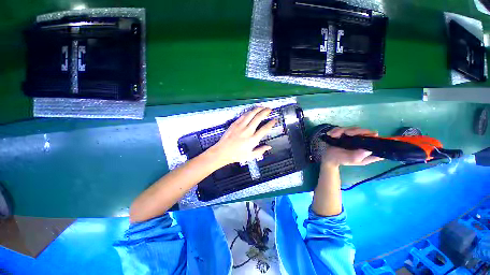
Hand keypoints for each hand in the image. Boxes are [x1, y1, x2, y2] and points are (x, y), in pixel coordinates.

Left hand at [209, 107, 276, 166]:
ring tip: (262, 107)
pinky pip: (243, 115)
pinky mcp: (234, 124)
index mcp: (253, 139)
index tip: (275, 119)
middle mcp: (248, 131)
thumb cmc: (237, 155)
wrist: (222, 152)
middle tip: (269, 109)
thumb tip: (269, 147)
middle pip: (258, 118)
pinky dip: (249, 112)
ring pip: (251, 114)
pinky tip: (252, 110)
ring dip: (257, 109)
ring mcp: (240, 126)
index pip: (265, 129)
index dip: (271, 123)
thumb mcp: (250, 156)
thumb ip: (260, 151)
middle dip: (265, 112)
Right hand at [322, 127, 383, 166]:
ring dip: (341, 130)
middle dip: (355, 131)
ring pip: (351, 128)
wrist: (328, 158)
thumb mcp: (350, 160)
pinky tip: (331, 134)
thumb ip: (358, 156)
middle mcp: (361, 142)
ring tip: (333, 135)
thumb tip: (368, 150)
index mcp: (366, 150)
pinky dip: (335, 130)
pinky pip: (341, 129)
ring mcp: (352, 137)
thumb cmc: (340, 160)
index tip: (371, 135)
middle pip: (363, 131)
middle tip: (346, 133)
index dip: (374, 137)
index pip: (375, 141)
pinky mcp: (344, 134)